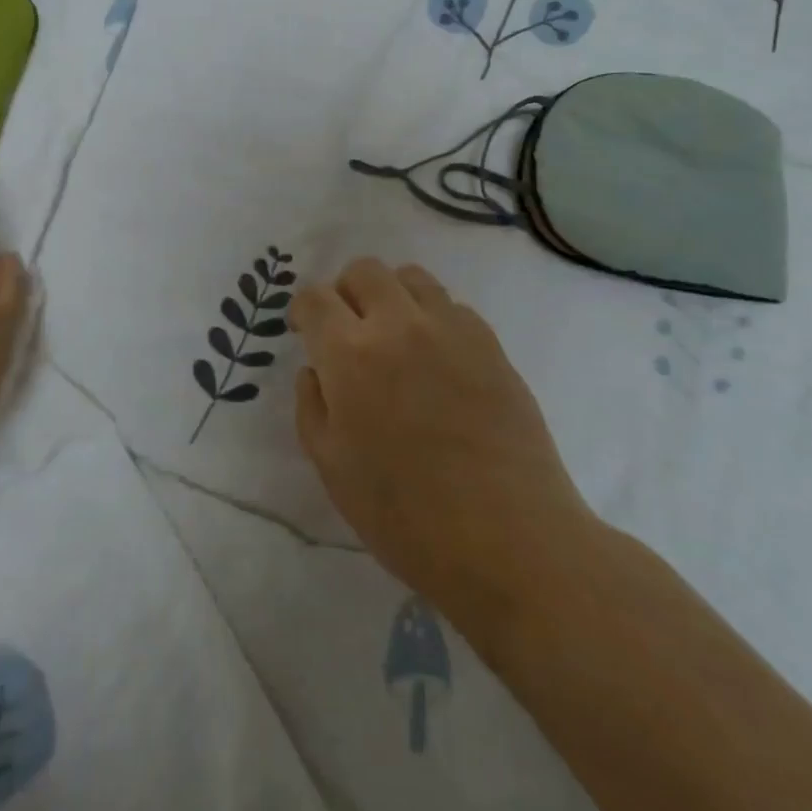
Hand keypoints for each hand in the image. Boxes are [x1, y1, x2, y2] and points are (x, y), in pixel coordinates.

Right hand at [292, 258, 597, 641]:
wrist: (508, 540)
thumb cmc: (406, 515)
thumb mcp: (332, 468)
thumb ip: (312, 406)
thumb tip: (316, 370)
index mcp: (350, 354)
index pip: (315, 298)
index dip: (303, 309)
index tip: (304, 330)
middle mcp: (398, 325)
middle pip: (364, 270)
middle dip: (345, 291)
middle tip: (348, 328)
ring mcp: (449, 329)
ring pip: (411, 277)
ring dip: (391, 295)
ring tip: (394, 335)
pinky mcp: (490, 343)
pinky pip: (452, 306)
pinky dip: (433, 318)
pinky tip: (437, 360)